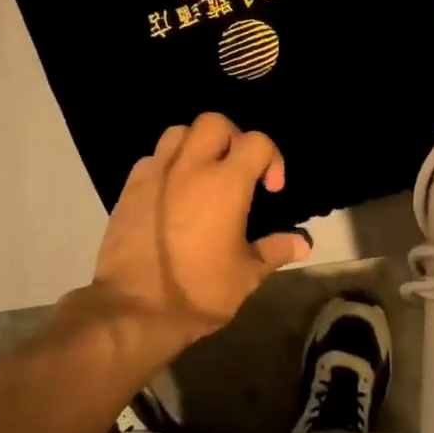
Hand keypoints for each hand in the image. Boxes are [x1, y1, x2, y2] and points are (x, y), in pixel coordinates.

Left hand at [88, 113, 308, 355]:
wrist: (133, 310)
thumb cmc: (198, 291)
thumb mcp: (247, 275)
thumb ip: (275, 250)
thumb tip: (304, 243)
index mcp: (225, 184)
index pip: (257, 142)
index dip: (272, 158)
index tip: (271, 188)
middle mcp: (190, 168)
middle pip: (214, 122)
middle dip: (232, 138)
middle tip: (237, 170)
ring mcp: (156, 175)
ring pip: (178, 133)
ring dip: (196, 145)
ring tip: (203, 174)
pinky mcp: (130, 189)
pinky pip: (152, 159)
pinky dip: (167, 165)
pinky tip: (172, 192)